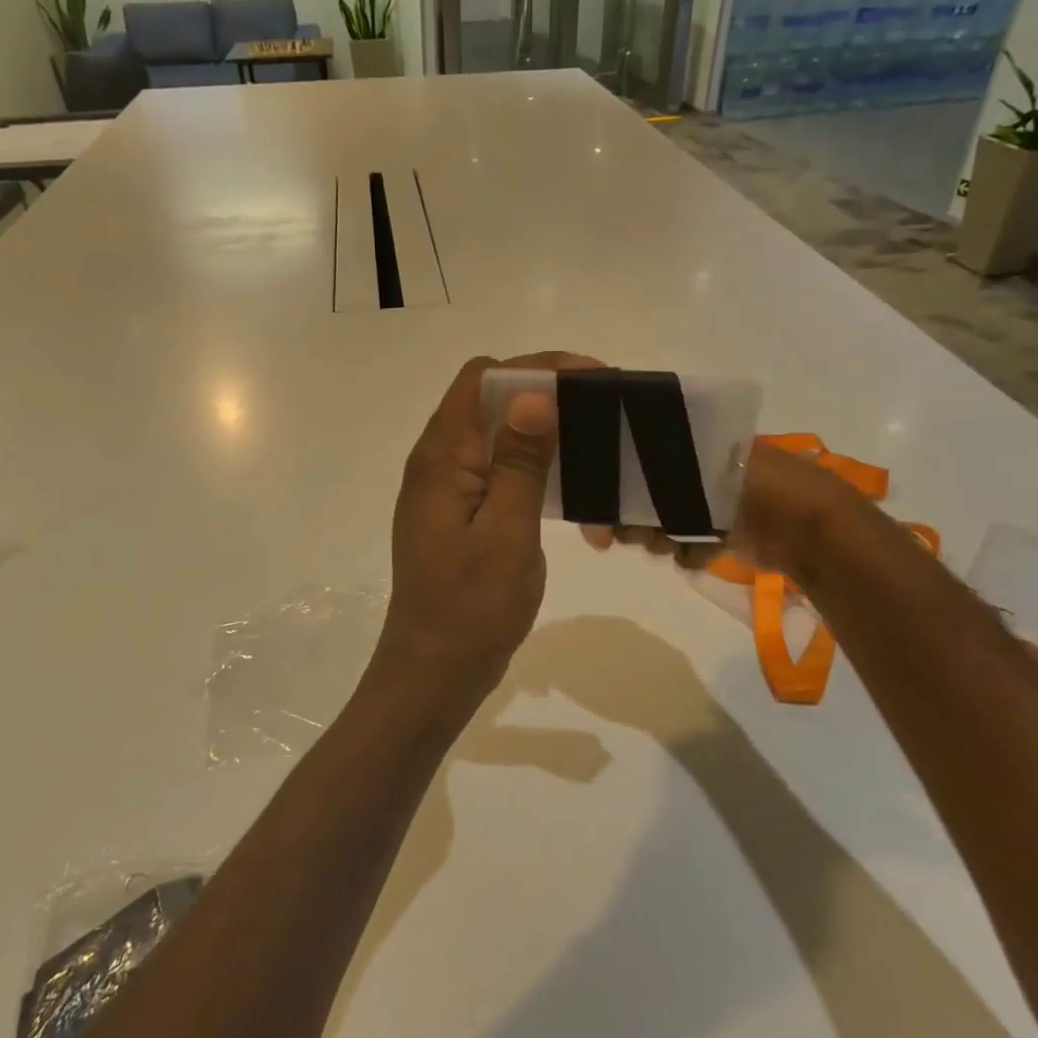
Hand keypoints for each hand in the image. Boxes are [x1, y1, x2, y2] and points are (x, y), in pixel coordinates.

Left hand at [375, 353, 589, 707]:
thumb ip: (520, 462)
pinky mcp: (456, 515)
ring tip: (593, 449)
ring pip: (494, 437)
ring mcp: (444, 490)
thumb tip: (533, 393)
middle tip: (602, 412)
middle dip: (545, 395)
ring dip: (541, 436)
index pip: (483, 378)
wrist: (435, 670)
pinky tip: (566, 493)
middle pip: (489, 401)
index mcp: (442, 457)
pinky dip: (530, 471)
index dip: (536, 367)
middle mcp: (436, 462)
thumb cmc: (472, 607)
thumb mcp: (507, 532)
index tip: (592, 378)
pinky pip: (494, 472)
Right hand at [583, 437, 863, 581]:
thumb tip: (616, 467)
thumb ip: (662, 464)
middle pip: (644, 495)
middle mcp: (697, 473)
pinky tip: (697, 554)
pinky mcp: (720, 537)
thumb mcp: (708, 461)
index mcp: (694, 446)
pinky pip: (686, 547)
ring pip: (661, 524)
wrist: (810, 531)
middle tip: (625, 533)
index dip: (617, 482)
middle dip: (633, 516)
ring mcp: (709, 506)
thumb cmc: (760, 485)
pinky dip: (687, 553)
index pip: (639, 460)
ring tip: (668, 543)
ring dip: (657, 537)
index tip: (603, 505)